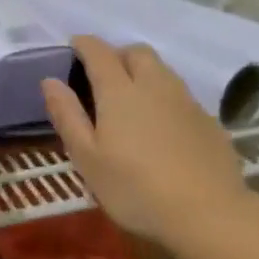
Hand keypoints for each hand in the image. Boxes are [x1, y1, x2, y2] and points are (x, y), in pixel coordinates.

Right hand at [41, 36, 245, 246]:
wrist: (208, 213)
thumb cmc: (135, 189)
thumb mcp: (88, 159)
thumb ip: (68, 116)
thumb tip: (50, 81)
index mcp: (120, 92)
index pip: (99, 52)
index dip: (84, 45)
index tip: (74, 47)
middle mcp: (155, 86)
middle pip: (137, 52)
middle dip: (117, 54)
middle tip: (103, 76)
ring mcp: (187, 101)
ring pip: (163, 71)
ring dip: (144, 74)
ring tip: (132, 101)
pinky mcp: (209, 121)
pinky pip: (181, 96)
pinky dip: (165, 99)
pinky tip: (162, 128)